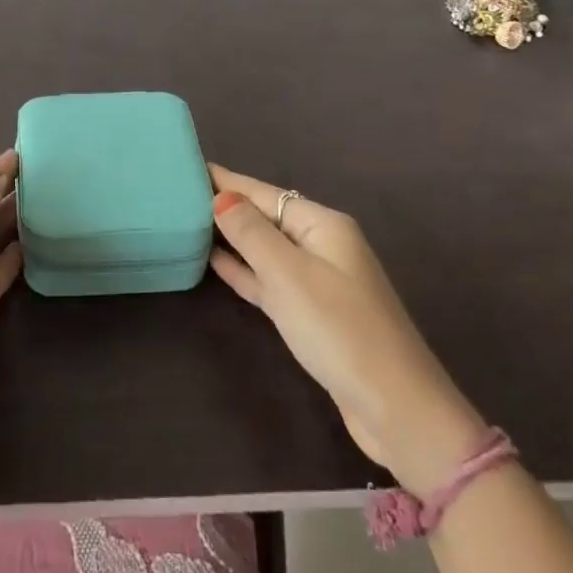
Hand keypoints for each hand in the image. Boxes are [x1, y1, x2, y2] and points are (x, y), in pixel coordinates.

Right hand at [209, 165, 485, 489]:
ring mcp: (318, 280)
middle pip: (266, 217)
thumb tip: (221, 196)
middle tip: (178, 194)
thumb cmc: (338, 329)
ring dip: (232, 237)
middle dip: (227, 205)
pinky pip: (269, 280)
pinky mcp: (312, 314)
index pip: (265, 193)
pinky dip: (244, 269)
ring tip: (188, 221)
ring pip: (265, 249)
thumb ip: (251, 232)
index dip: (227, 180)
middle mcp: (322, 245)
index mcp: (323, 225)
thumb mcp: (288, 274)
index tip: (189, 166)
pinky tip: (214, 261)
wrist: (394, 407)